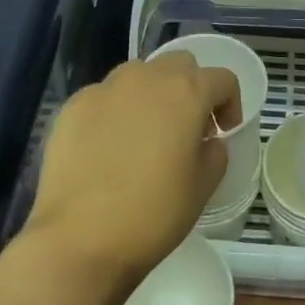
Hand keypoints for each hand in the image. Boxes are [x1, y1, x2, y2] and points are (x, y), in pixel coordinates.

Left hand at [20, 52, 241, 286]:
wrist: (79, 239)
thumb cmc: (153, 214)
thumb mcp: (204, 186)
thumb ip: (214, 151)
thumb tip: (206, 139)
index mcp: (186, 93)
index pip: (222, 79)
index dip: (230, 103)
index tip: (224, 131)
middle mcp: (146, 78)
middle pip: (180, 65)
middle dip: (191, 88)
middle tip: (188, 127)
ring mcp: (105, 88)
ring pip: (139, 74)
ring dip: (152, 93)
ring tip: (146, 133)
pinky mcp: (73, 106)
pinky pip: (105, 96)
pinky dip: (116, 110)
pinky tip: (109, 147)